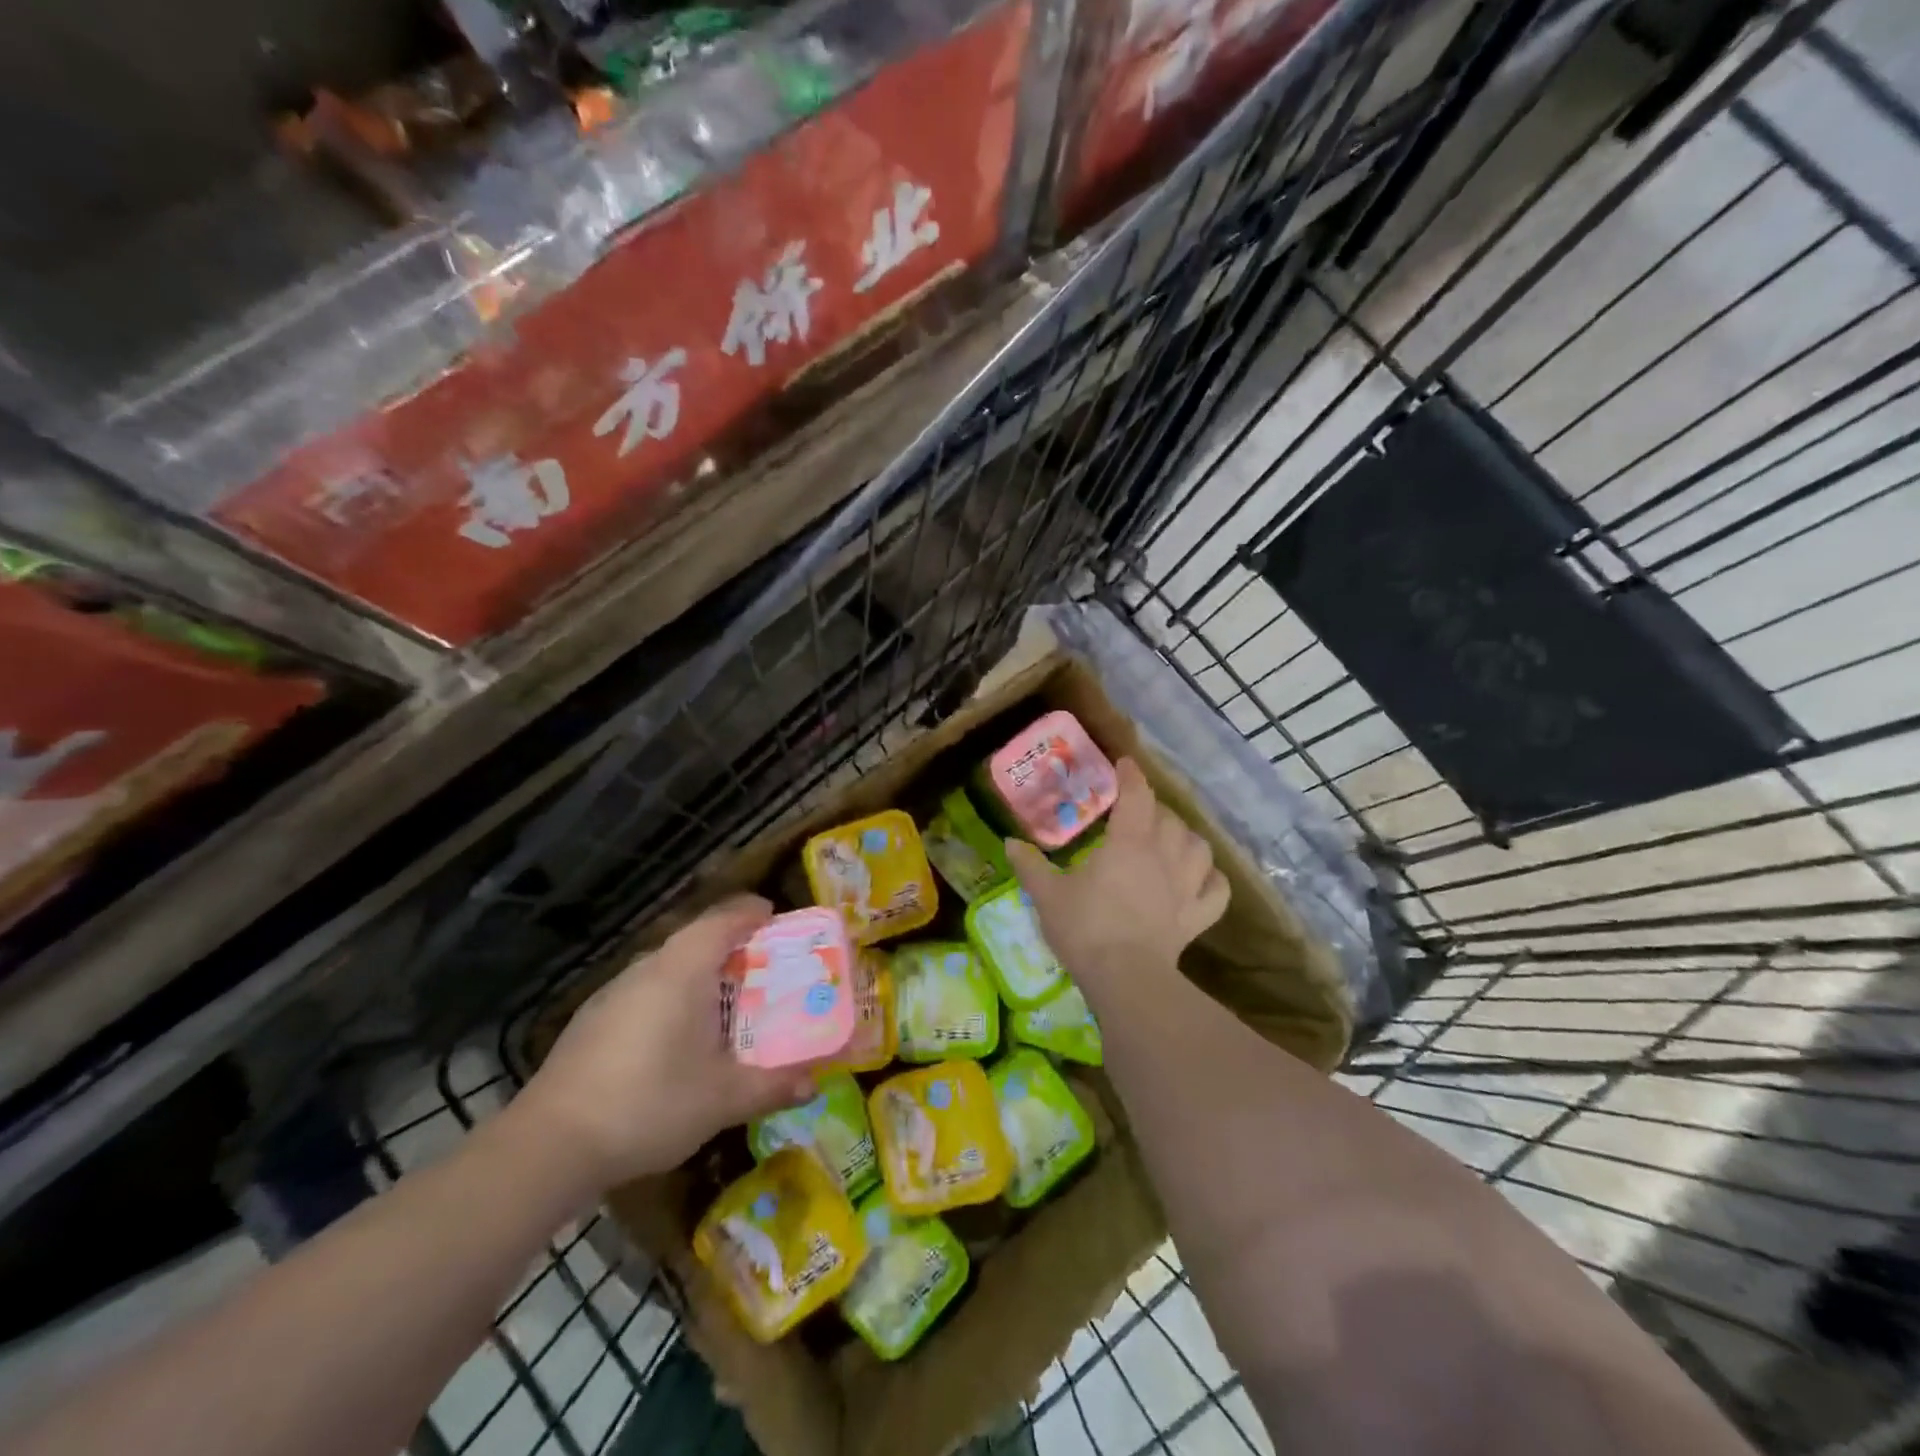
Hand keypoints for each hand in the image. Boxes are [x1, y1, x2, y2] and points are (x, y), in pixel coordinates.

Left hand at [513, 896, 816, 1191]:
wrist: (549, 1145)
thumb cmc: (649, 1104)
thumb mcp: (723, 1098)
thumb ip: (772, 1085)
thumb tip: (814, 1082)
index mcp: (683, 970)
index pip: (722, 919)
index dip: (751, 912)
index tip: (775, 916)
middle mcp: (647, 969)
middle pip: (695, 939)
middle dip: (731, 946)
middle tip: (762, 968)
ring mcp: (612, 994)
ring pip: (667, 967)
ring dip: (699, 974)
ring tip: (726, 1005)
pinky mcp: (591, 1022)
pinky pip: (645, 992)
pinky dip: (671, 998)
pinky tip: (676, 1040)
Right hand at [1006, 757, 1228, 989]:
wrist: (1125, 978)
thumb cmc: (1085, 928)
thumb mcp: (1048, 895)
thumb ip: (1030, 866)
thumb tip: (1010, 843)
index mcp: (1128, 842)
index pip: (1137, 795)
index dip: (1132, 776)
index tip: (1124, 765)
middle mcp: (1164, 855)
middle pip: (1169, 818)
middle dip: (1154, 808)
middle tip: (1136, 812)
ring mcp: (1187, 886)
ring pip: (1198, 846)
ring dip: (1185, 837)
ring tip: (1170, 839)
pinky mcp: (1197, 916)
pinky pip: (1216, 888)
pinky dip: (1211, 878)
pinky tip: (1200, 878)